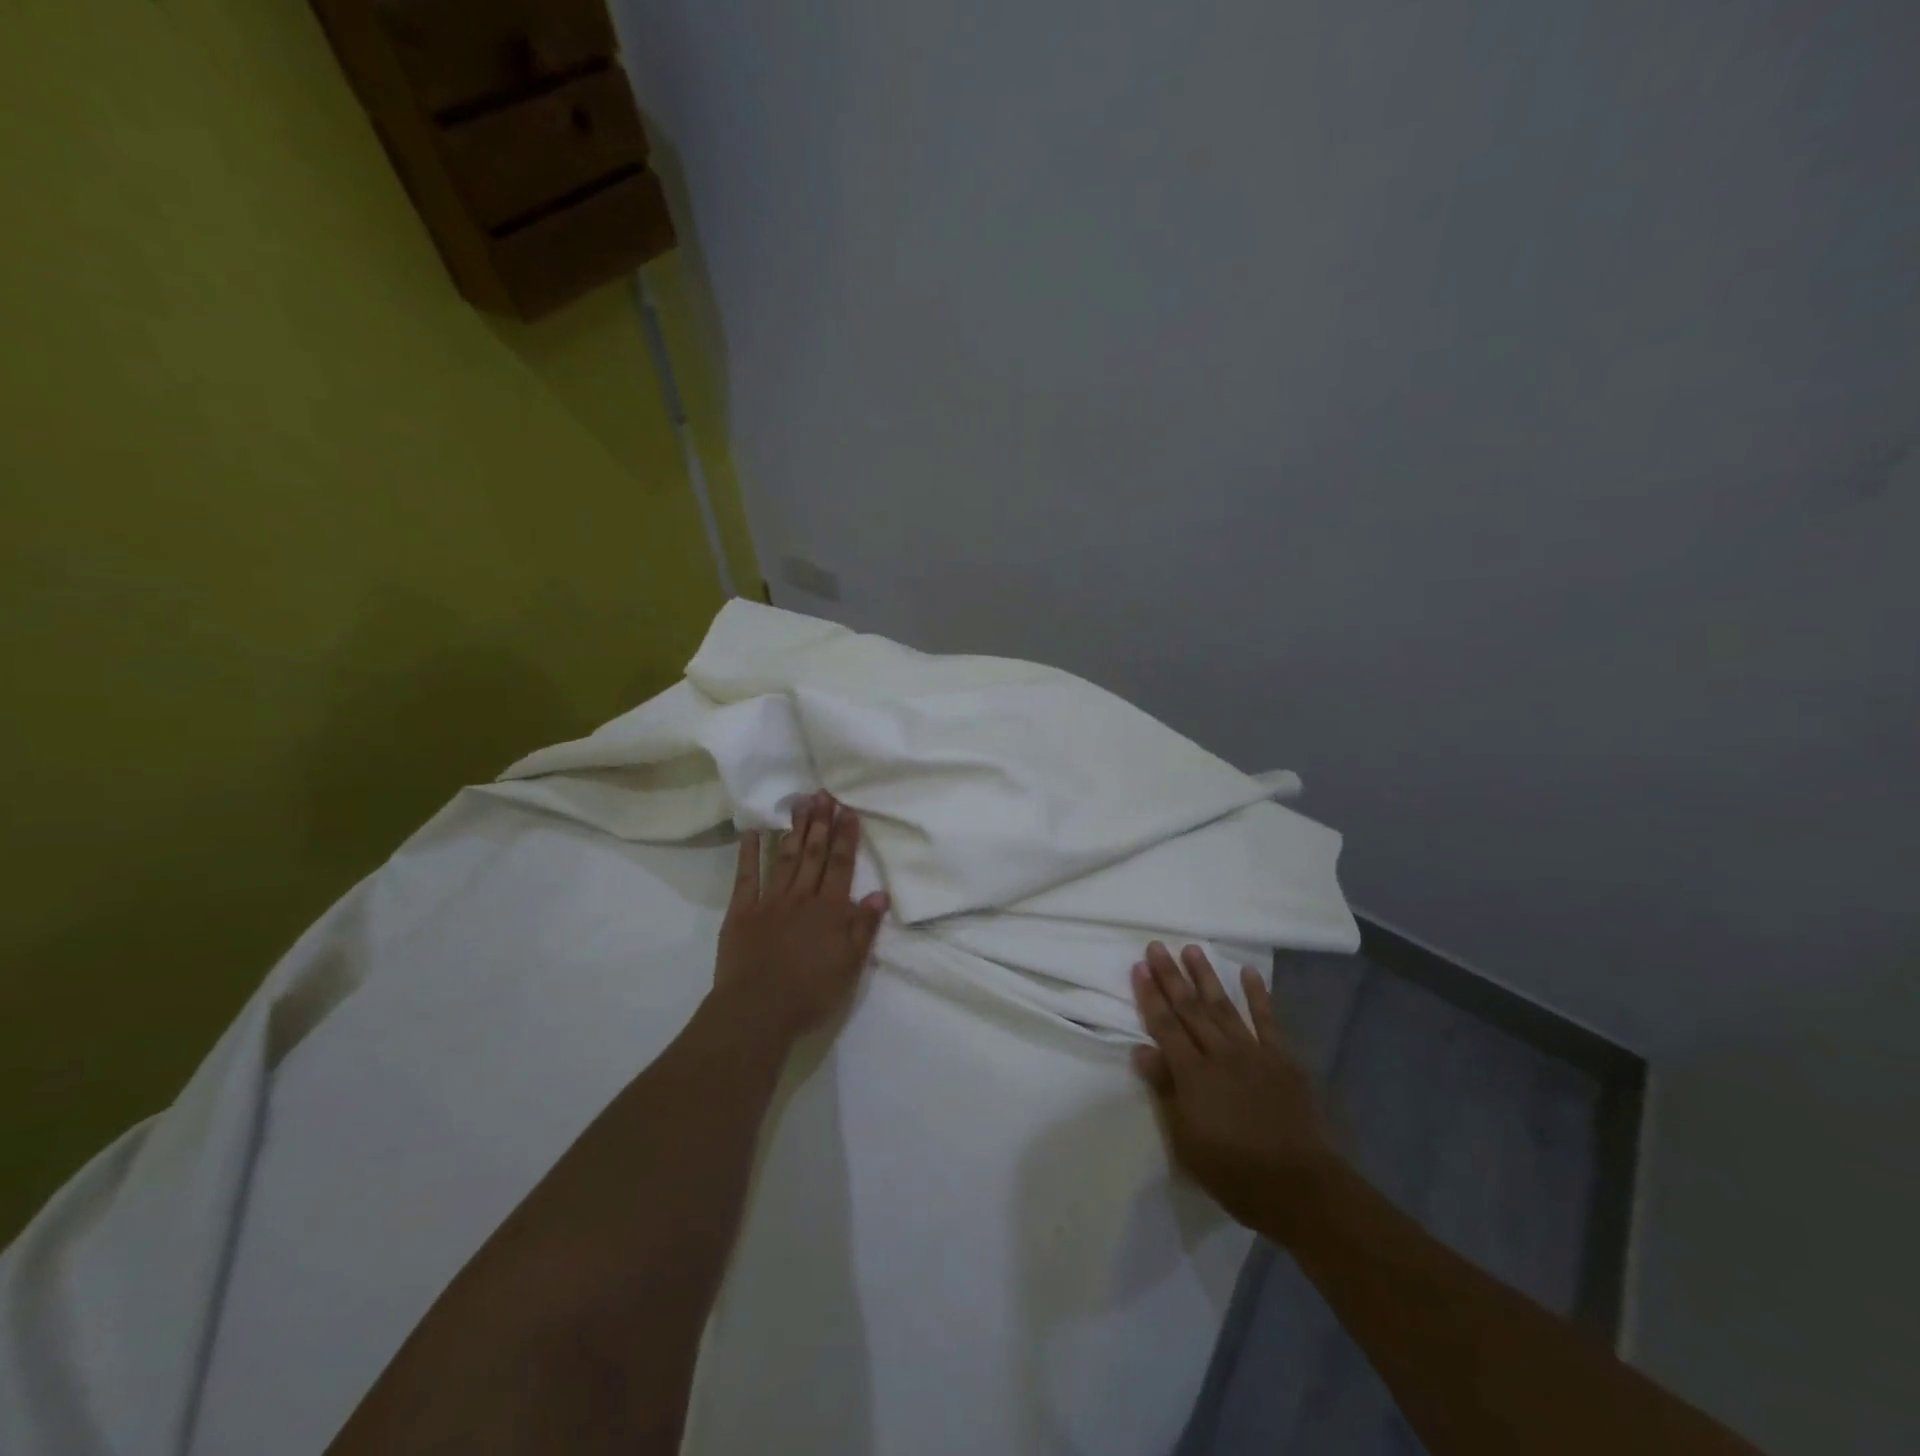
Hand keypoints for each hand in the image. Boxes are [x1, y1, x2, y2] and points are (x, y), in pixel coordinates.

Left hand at [712, 792, 889, 1039]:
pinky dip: (750, 853)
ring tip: (801, 803)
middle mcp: (802, 898)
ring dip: (795, 830)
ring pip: (786, 858)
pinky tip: (753, 832)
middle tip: (823, 794)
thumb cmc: (809, 994)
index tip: (848, 811)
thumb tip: (880, 894)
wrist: (757, 1012)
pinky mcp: (742, 912)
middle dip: (821, 823)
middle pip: (814, 854)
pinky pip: (747, 877)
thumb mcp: (849, 966)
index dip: (846, 837)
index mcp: (830, 911)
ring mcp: (770, 902)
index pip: (841, 866)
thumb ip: (864, 928)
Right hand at [1131, 941, 1338, 1237]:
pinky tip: (1248, 972)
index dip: (1149, 996)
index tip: (1139, 967)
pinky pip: (1267, 1020)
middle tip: (1157, 946)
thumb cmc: (1231, 1170)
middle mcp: (1219, 1054)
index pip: (1164, 1026)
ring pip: (1223, 1006)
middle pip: (1190, 1008)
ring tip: (1192, 949)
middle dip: (1171, 976)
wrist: (1297, 1185)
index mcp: (1192, 1074)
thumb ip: (1165, 1090)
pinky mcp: (1280, 1058)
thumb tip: (1142, 1050)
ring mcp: (1252, 1052)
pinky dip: (1258, 995)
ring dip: (1206, 976)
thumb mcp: (1184, 1140)